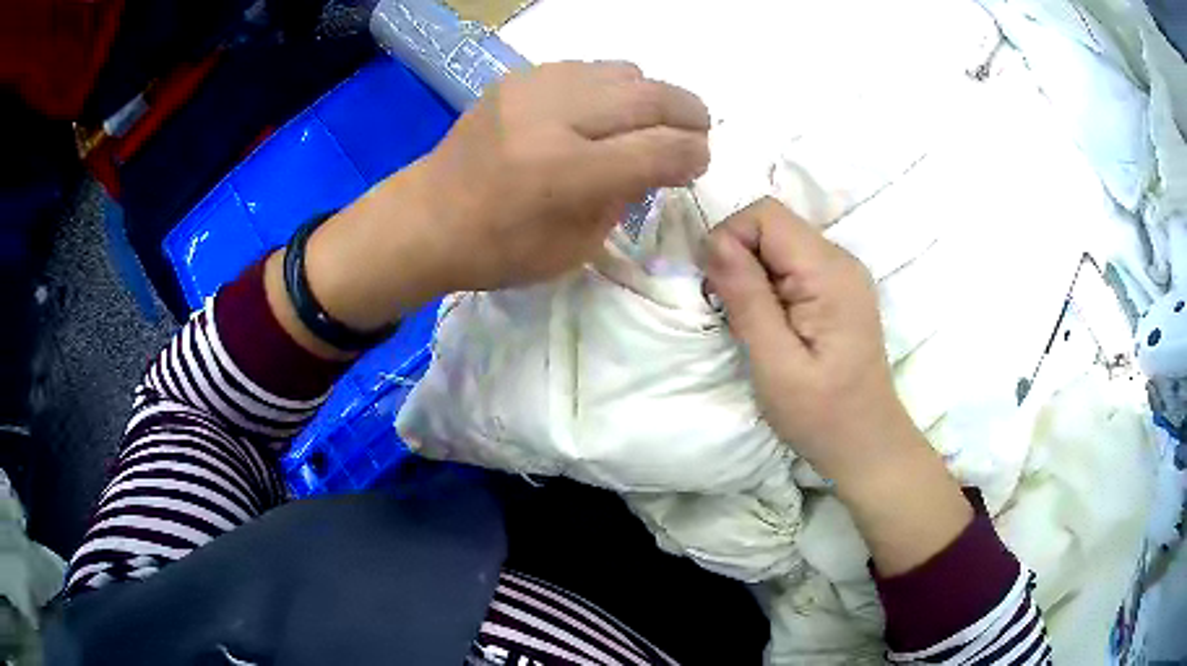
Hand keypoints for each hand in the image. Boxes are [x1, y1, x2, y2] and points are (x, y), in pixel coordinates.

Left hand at [421, 60, 710, 290]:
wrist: (427, 217)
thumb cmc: (499, 250)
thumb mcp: (576, 247)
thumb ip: (625, 198)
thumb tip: (661, 161)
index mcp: (567, 173)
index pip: (660, 149)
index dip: (693, 154)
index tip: (698, 163)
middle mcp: (554, 117)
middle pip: (650, 97)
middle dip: (688, 114)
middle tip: (696, 131)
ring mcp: (533, 88)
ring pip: (624, 72)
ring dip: (651, 96)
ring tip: (650, 120)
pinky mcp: (518, 77)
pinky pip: (588, 68)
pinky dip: (612, 87)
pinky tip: (605, 111)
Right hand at [703, 198, 971, 574]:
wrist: (866, 444)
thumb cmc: (821, 414)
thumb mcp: (775, 363)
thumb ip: (747, 297)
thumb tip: (713, 241)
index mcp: (829, 272)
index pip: (766, 214)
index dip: (730, 238)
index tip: (717, 289)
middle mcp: (840, 260)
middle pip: (772, 224)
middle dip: (738, 256)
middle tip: (729, 310)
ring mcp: (842, 274)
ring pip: (778, 243)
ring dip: (751, 272)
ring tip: (749, 321)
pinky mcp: (837, 290)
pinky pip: (791, 264)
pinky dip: (767, 283)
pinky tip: (769, 321)